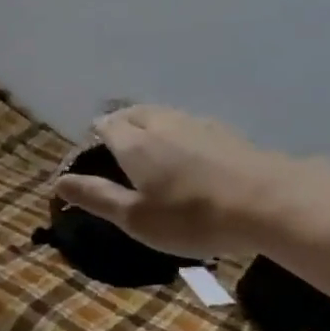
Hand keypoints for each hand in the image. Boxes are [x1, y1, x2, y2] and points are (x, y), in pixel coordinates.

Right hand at [55, 105, 291, 259]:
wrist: (270, 203)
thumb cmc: (192, 216)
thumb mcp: (136, 218)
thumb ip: (97, 197)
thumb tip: (58, 182)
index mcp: (135, 142)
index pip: (106, 125)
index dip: (94, 135)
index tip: (90, 152)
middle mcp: (163, 123)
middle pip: (133, 112)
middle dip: (119, 123)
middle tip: (115, 146)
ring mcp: (198, 124)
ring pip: (163, 114)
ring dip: (149, 125)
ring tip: (148, 148)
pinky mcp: (226, 133)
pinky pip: (188, 124)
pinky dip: (176, 133)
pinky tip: (187, 154)